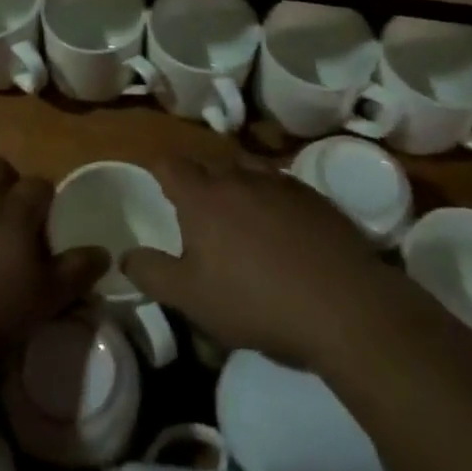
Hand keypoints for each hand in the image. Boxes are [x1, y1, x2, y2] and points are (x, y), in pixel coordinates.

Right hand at [123, 156, 389, 371]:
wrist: (345, 306)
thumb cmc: (256, 301)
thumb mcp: (192, 298)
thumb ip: (152, 274)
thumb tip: (125, 256)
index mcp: (203, 196)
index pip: (168, 164)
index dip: (157, 169)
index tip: (155, 182)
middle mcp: (238, 176)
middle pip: (208, 164)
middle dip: (197, 180)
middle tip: (195, 210)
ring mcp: (280, 182)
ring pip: (246, 170)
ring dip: (235, 185)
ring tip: (237, 216)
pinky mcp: (314, 196)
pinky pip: (280, 185)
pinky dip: (269, 198)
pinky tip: (280, 229)